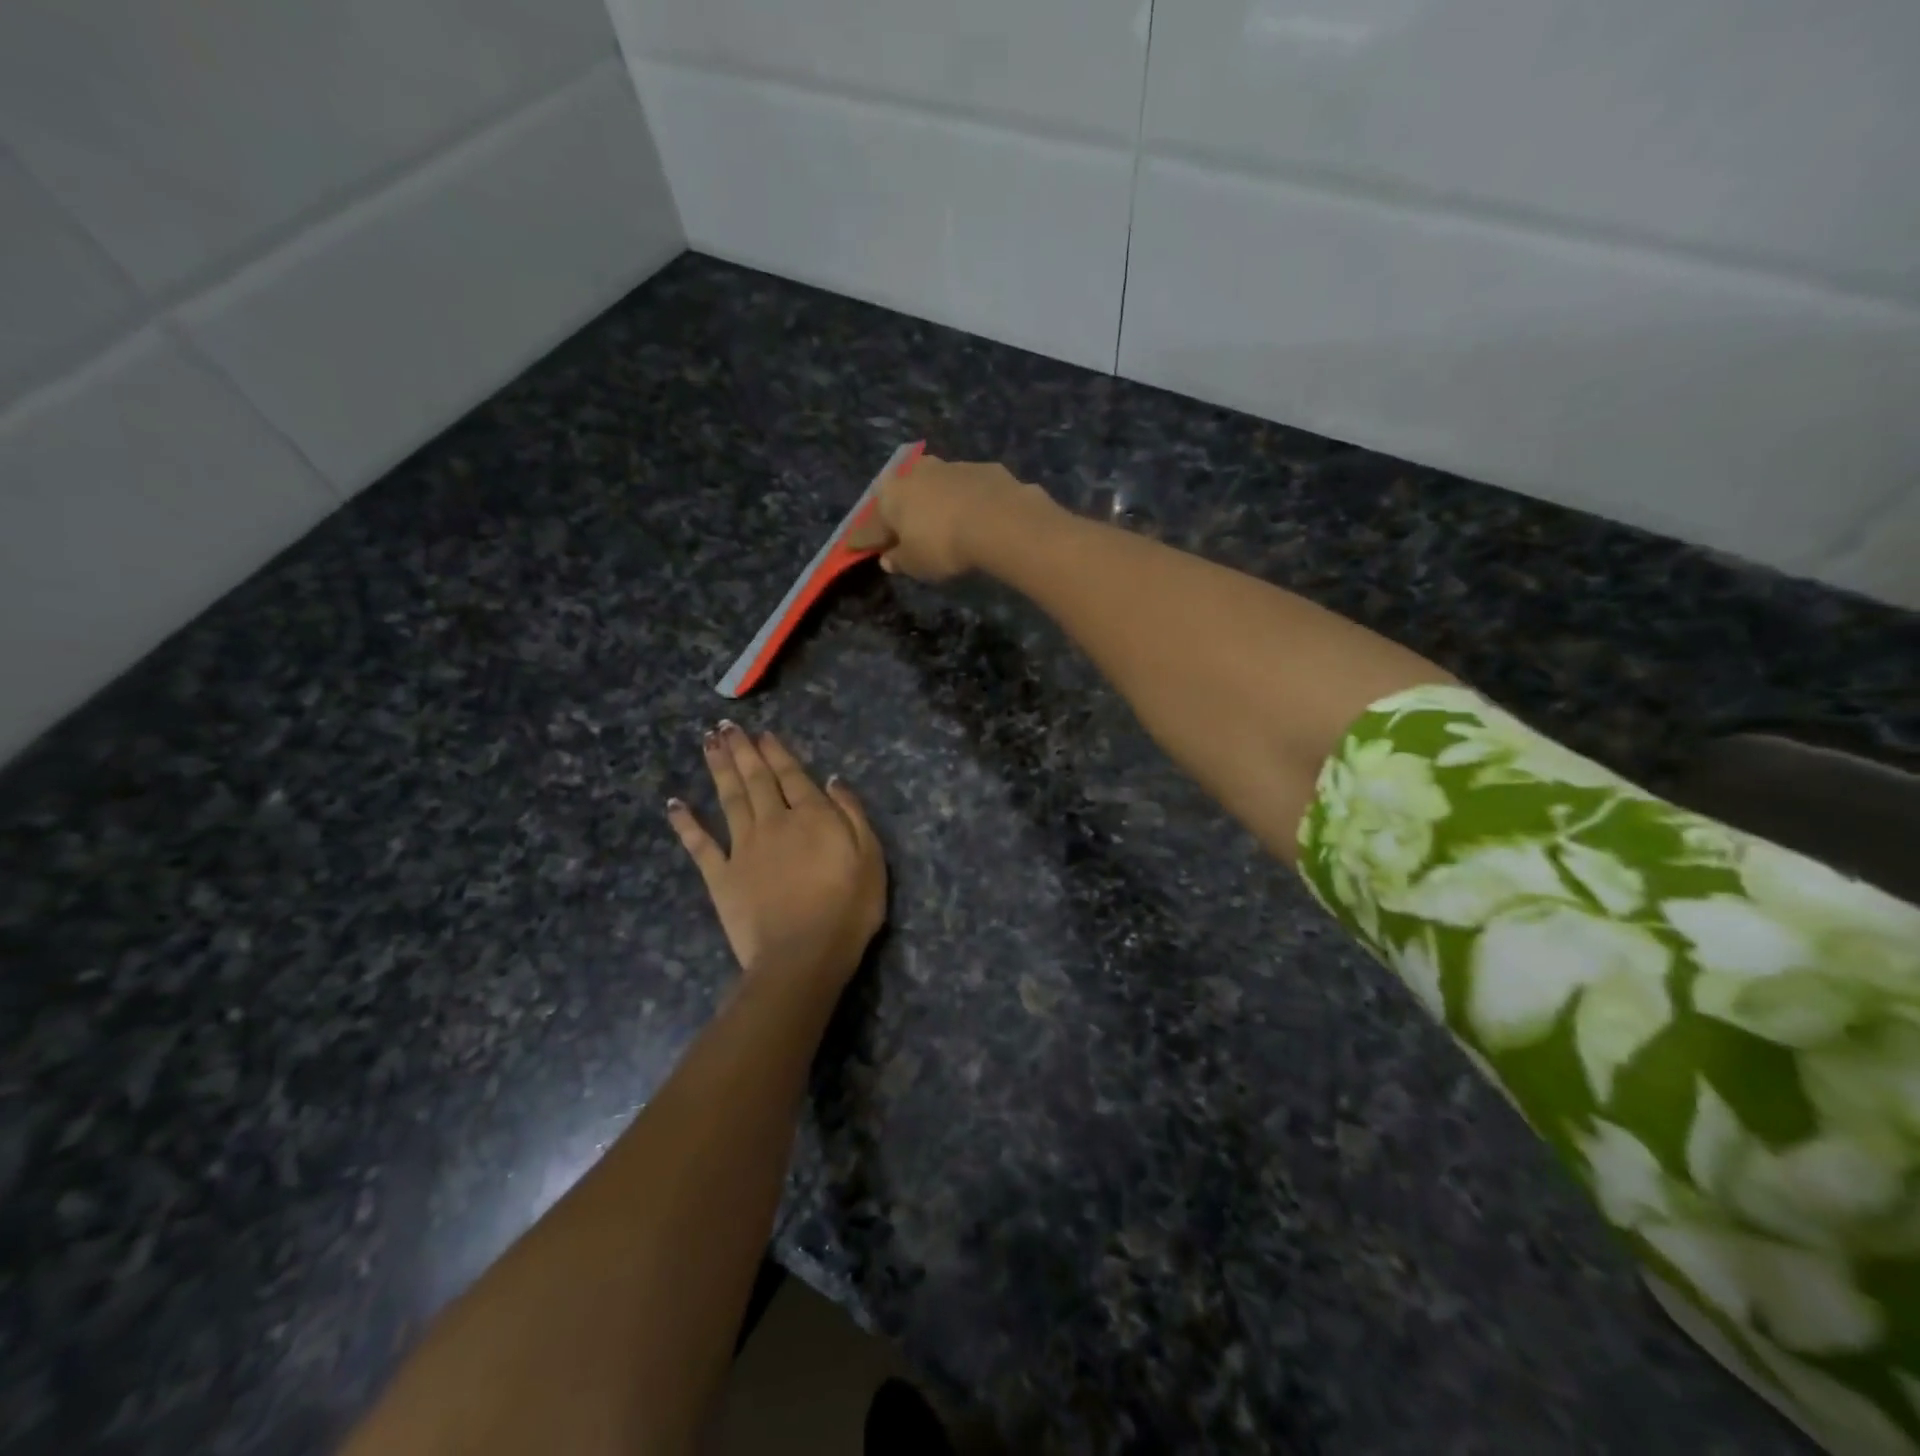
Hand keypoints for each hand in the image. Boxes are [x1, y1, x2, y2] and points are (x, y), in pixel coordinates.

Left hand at [667, 724, 885, 992]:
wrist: (802, 955)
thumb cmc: (847, 908)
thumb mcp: (870, 857)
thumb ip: (852, 814)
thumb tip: (833, 780)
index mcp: (811, 816)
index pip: (791, 775)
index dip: (776, 752)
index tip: (762, 734)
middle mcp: (773, 822)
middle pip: (755, 779)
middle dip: (742, 751)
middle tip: (726, 726)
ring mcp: (743, 848)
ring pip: (728, 799)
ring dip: (718, 769)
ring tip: (708, 743)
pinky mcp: (721, 876)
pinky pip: (700, 844)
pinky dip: (686, 823)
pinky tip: (675, 804)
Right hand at [848, 455, 1052, 582]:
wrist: (1000, 520)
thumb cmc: (943, 545)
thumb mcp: (915, 564)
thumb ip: (899, 560)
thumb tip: (888, 558)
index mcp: (891, 495)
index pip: (870, 524)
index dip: (865, 539)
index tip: (858, 548)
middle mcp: (916, 473)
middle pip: (902, 495)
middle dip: (901, 511)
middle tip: (903, 530)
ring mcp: (951, 466)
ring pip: (935, 485)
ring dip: (935, 501)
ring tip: (941, 521)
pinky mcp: (984, 469)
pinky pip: (967, 488)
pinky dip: (966, 501)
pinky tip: (975, 517)